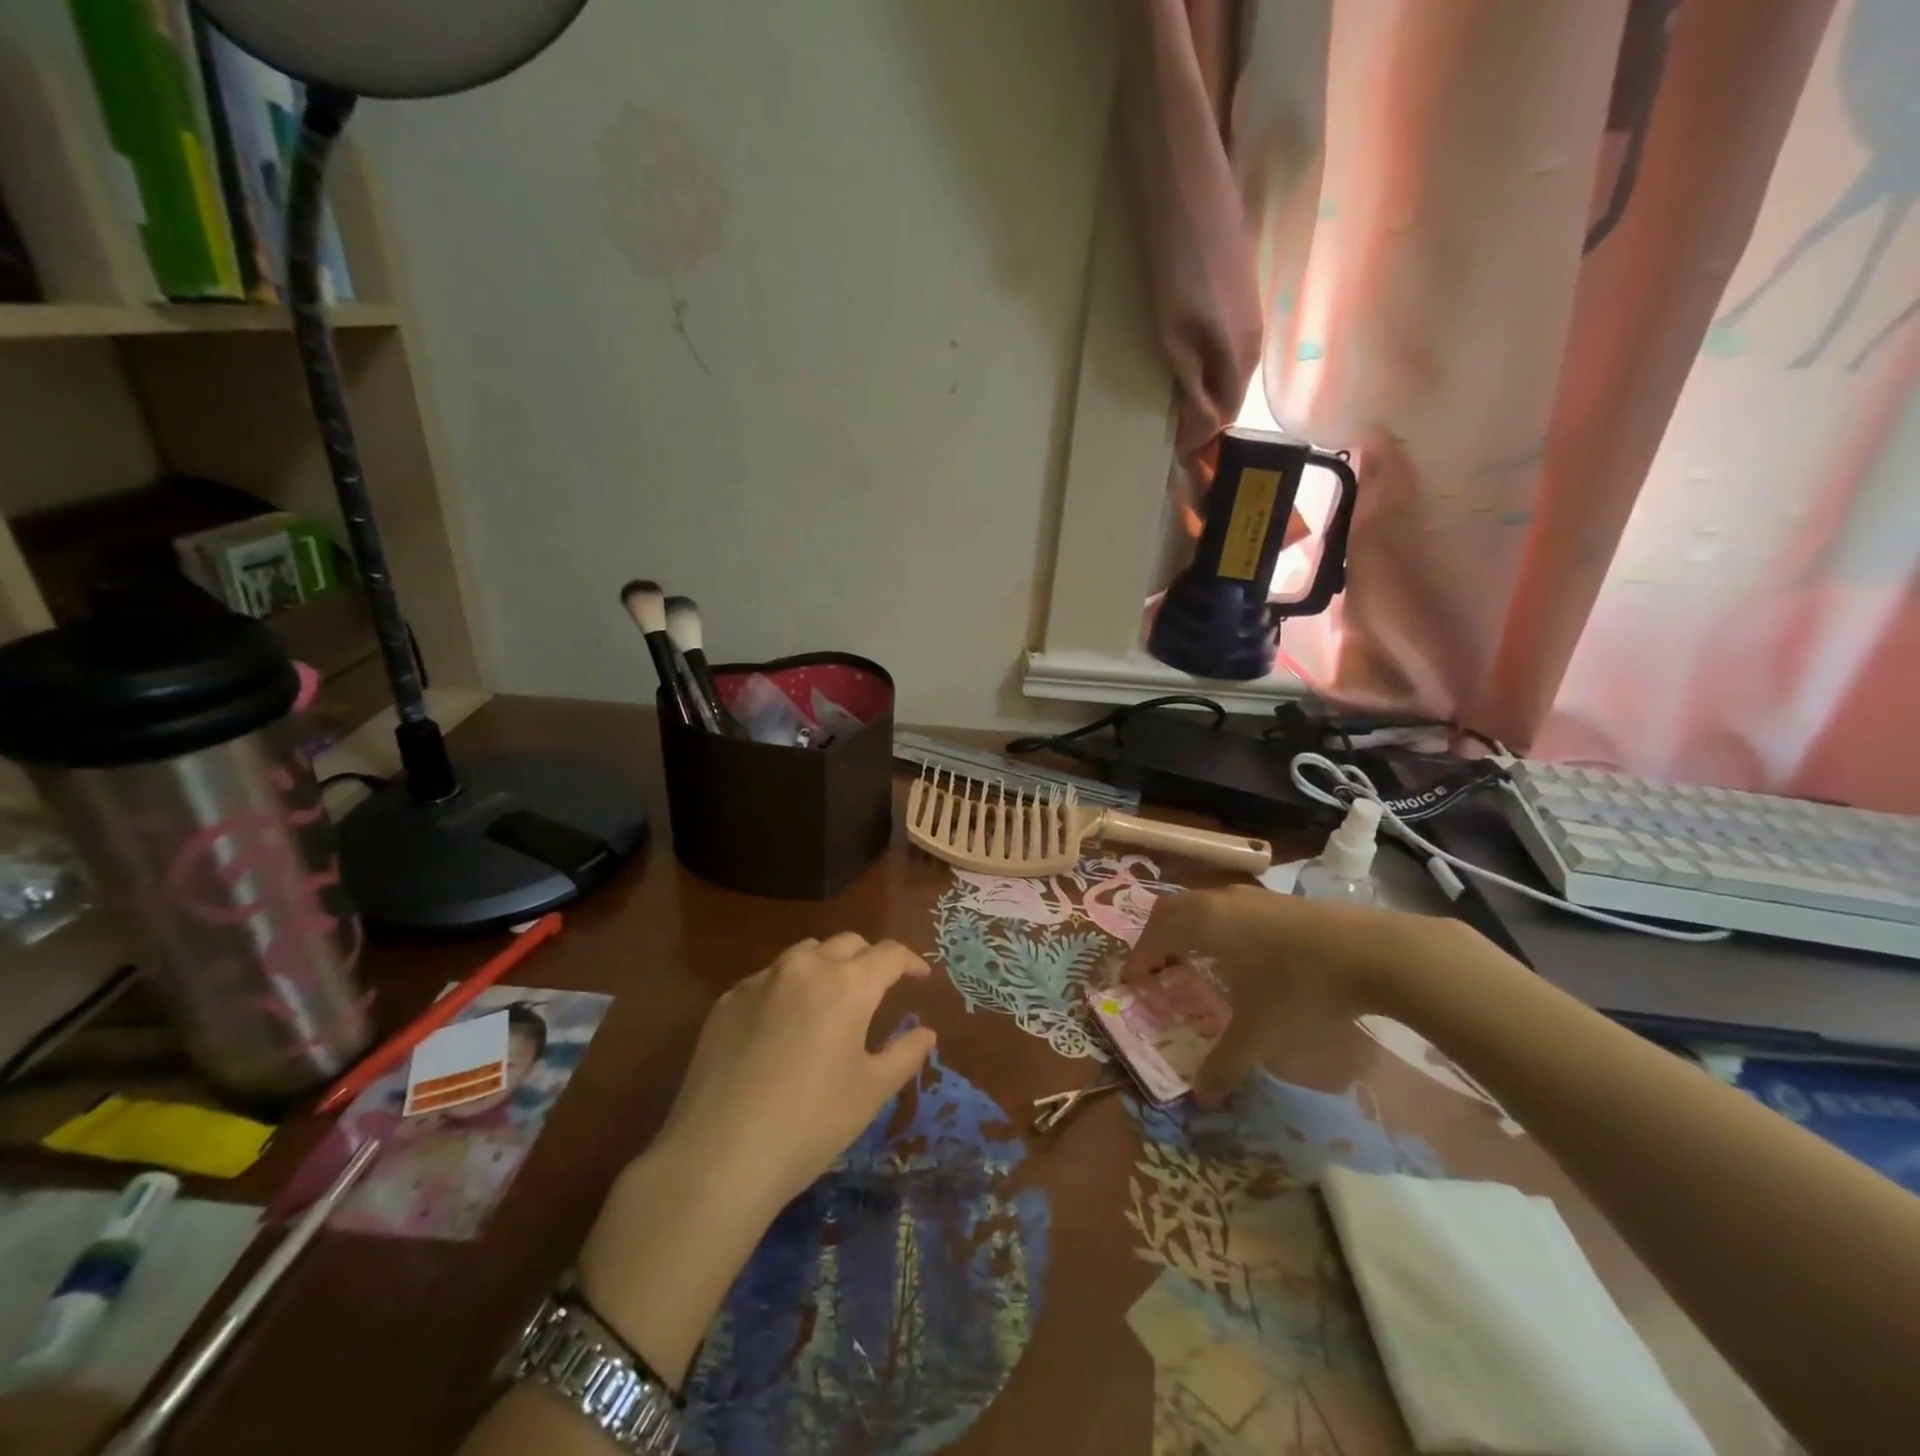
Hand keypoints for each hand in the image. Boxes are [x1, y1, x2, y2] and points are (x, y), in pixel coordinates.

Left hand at [653, 932, 937, 1216]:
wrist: (719, 1156)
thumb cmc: (811, 1123)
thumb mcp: (872, 1091)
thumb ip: (905, 1053)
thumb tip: (926, 1032)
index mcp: (848, 984)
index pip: (889, 954)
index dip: (910, 961)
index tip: (920, 976)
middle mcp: (806, 967)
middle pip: (847, 943)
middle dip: (869, 958)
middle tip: (878, 986)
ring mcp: (761, 980)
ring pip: (804, 953)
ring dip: (827, 964)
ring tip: (831, 997)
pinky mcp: (727, 1001)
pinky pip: (768, 978)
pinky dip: (788, 987)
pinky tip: (783, 1024)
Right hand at [1121, 886, 1441, 1106]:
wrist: (1376, 952)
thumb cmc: (1303, 987)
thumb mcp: (1261, 1034)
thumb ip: (1225, 1064)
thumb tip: (1201, 1098)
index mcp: (1204, 923)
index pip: (1154, 936)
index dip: (1137, 960)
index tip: (1130, 984)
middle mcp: (1220, 901)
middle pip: (1171, 910)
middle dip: (1155, 938)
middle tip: (1155, 970)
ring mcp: (1251, 896)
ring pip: (1201, 905)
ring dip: (1187, 930)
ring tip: (1192, 962)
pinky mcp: (1278, 900)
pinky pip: (1228, 908)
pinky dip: (1215, 927)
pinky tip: (1238, 955)